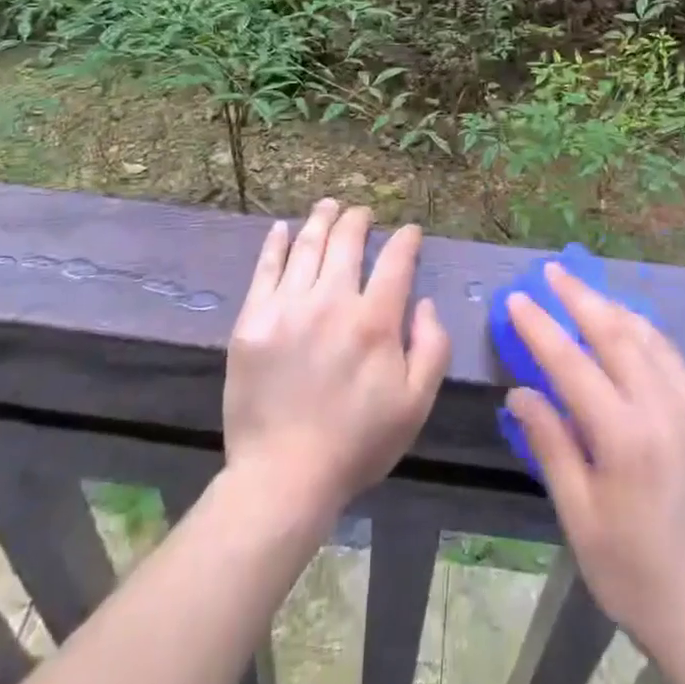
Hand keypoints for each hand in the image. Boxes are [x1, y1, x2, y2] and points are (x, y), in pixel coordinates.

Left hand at [223, 200, 450, 522]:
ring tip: (329, 205)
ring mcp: (287, 308)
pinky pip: (265, 269)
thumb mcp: (415, 405)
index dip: (406, 240)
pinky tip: (282, 229)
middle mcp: (331, 302)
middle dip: (359, 220)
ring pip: (308, 246)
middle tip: (363, 213)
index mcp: (374, 322)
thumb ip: (432, 348)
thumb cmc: (356, 443)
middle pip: (347, 242)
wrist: (283, 478)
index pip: (395, 262)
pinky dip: (276, 244)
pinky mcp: (252, 321)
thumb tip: (423, 301)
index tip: (410, 232)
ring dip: (322, 219)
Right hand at [504, 263, 684, 682]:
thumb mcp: (581, 520)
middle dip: (579, 296)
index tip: (518, 298)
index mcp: (625, 437)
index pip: (571, 362)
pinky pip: (675, 359)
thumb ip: (551, 446)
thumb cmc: (637, 577)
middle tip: (552, 271)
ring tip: (585, 291)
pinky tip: (631, 329)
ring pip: (649, 338)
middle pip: (615, 333)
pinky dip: (646, 333)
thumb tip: (520, 392)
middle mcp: (663, 408)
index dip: (540, 327)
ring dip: (614, 307)